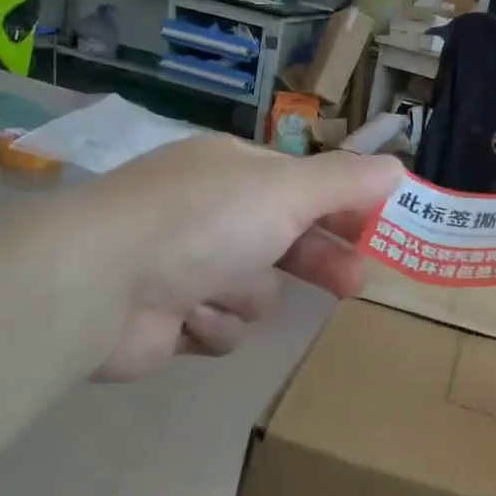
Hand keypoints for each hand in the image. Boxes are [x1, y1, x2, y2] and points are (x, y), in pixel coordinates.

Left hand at [87, 134, 402, 380]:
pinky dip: (211, 324)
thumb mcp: (286, 190)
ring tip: (221, 291)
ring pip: (253, 291)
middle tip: (355, 284)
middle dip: (316, 261)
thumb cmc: (203, 222)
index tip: (379, 230)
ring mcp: (184, 265)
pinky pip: (219, 327)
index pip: (304, 185)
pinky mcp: (167, 317)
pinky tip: (189, 317)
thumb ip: (345, 181)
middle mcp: (209, 212)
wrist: (98, 283)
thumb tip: (398, 169)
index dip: (342, 206)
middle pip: (284, 240)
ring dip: (246, 295)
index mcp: (234, 171)